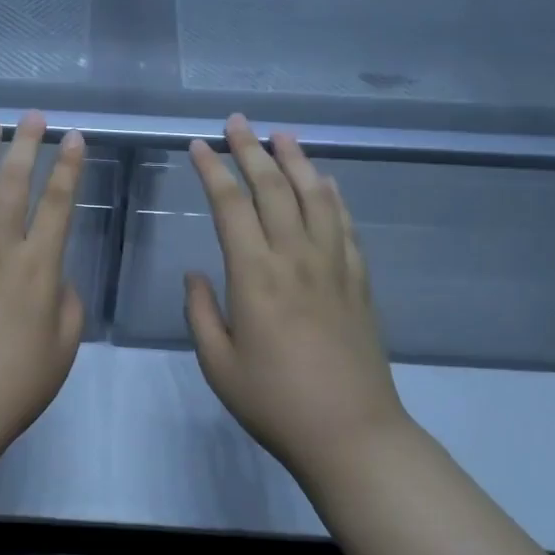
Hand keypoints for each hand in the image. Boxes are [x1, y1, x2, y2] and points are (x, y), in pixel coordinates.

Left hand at [0, 112, 86, 469]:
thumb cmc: (13, 387)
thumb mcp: (62, 349)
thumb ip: (66, 304)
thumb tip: (54, 276)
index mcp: (37, 268)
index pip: (58, 204)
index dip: (69, 167)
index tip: (74, 137)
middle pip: (12, 184)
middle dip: (26, 145)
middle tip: (32, 117)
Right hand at [184, 115, 408, 477]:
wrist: (352, 433)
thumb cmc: (274, 402)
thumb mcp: (218, 364)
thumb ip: (201, 313)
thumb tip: (196, 274)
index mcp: (255, 276)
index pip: (230, 206)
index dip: (213, 170)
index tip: (199, 145)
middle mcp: (296, 258)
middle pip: (273, 189)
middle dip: (251, 150)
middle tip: (238, 121)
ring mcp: (333, 267)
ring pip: (315, 197)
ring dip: (297, 161)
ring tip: (282, 135)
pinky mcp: (359, 282)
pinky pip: (345, 226)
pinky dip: (334, 197)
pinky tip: (327, 183)